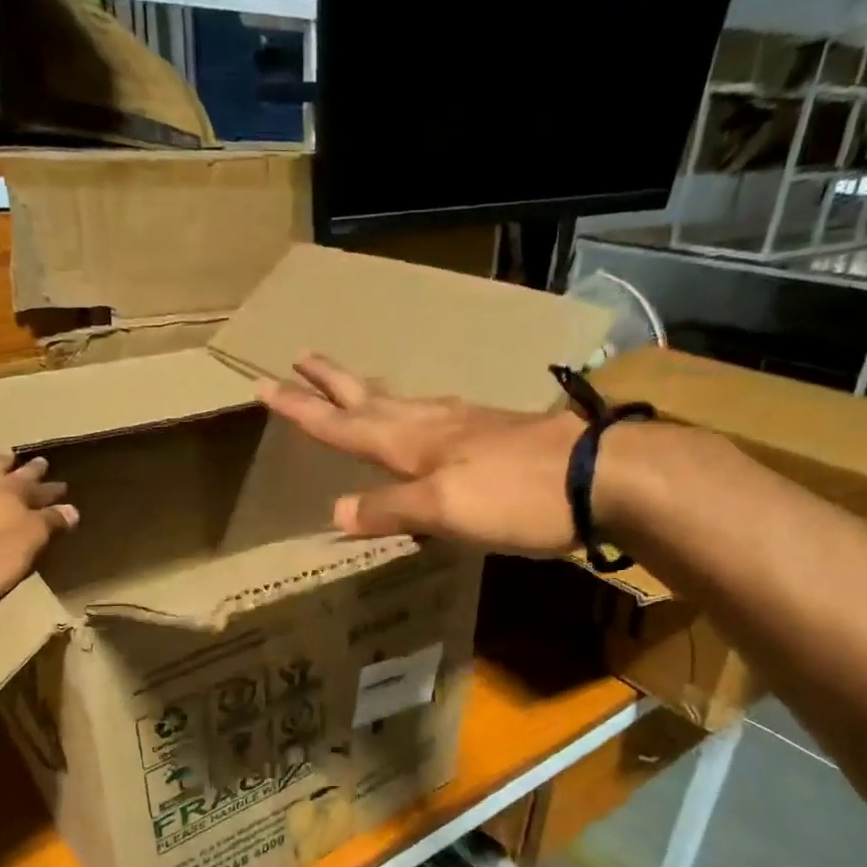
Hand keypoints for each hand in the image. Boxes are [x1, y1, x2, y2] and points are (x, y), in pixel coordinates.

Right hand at [256, 353, 582, 555]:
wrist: (601, 475)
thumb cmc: (517, 496)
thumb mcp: (446, 511)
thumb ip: (392, 508)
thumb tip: (336, 510)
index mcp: (413, 443)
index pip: (344, 425)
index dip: (304, 410)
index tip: (265, 388)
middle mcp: (433, 425)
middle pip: (371, 398)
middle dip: (332, 383)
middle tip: (300, 356)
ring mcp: (467, 424)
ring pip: (404, 401)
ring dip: (370, 391)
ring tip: (351, 383)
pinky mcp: (495, 432)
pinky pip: (436, 415)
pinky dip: (412, 410)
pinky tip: (424, 415)